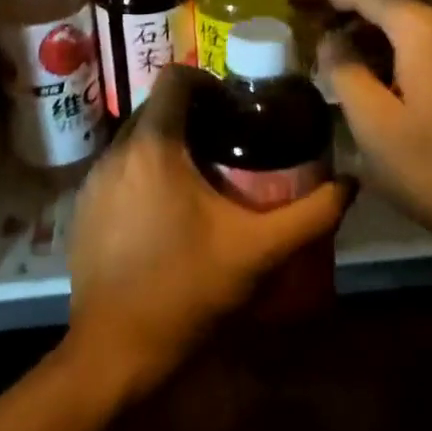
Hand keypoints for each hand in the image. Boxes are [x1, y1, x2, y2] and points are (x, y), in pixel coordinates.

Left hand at [65, 66, 348, 398]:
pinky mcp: (81, 208)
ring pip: (135, 138)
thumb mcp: (258, 251)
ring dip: (168, 144)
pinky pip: (118, 169)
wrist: (114, 352)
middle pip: (156, 107)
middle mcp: (116, 151)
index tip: (236, 106)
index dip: (208, 81)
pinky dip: (143, 172)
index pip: (175, 77)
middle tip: (229, 141)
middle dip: (192, 114)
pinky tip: (167, 211)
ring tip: (203, 176)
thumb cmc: (186, 290)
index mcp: (154, 146)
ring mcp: (92, 180)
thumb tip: (350, 183)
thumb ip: (310, 214)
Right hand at [313, 0, 431, 246]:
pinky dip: (394, 33)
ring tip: (335, 36)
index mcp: (422, 29)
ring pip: (411, 8)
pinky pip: (427, 30)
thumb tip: (330, 40)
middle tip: (310, 13)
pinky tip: (376, 61)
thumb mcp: (375, 126)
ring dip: (371, 14)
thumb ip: (344, 72)